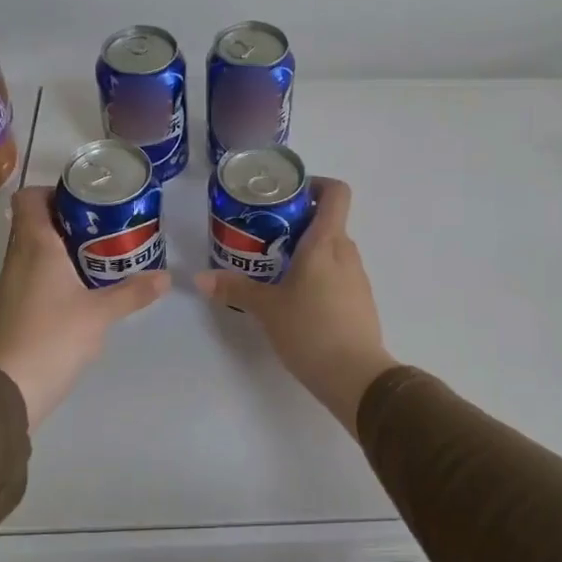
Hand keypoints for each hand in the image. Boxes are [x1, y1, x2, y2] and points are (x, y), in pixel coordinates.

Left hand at [0, 186, 168, 427]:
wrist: (11, 387)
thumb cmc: (54, 337)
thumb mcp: (101, 313)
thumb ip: (133, 292)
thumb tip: (167, 277)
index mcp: (35, 246)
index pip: (28, 199)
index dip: (51, 192)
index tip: (83, 201)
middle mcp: (16, 258)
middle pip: (31, 222)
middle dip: (64, 218)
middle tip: (101, 226)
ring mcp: (9, 284)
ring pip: (29, 249)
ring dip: (57, 245)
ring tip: (94, 254)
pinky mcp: (10, 307)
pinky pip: (28, 273)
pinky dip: (49, 270)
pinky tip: (76, 288)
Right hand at [194, 178, 395, 432]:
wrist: (355, 376)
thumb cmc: (310, 330)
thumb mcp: (266, 308)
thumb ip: (235, 289)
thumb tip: (200, 278)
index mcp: (326, 242)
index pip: (336, 193)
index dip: (316, 185)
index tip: (288, 197)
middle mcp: (347, 252)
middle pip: (329, 221)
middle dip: (299, 224)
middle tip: (266, 237)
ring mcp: (358, 277)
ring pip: (333, 250)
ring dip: (308, 252)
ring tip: (276, 269)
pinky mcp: (361, 301)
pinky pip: (339, 274)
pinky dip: (319, 275)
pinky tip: (297, 299)